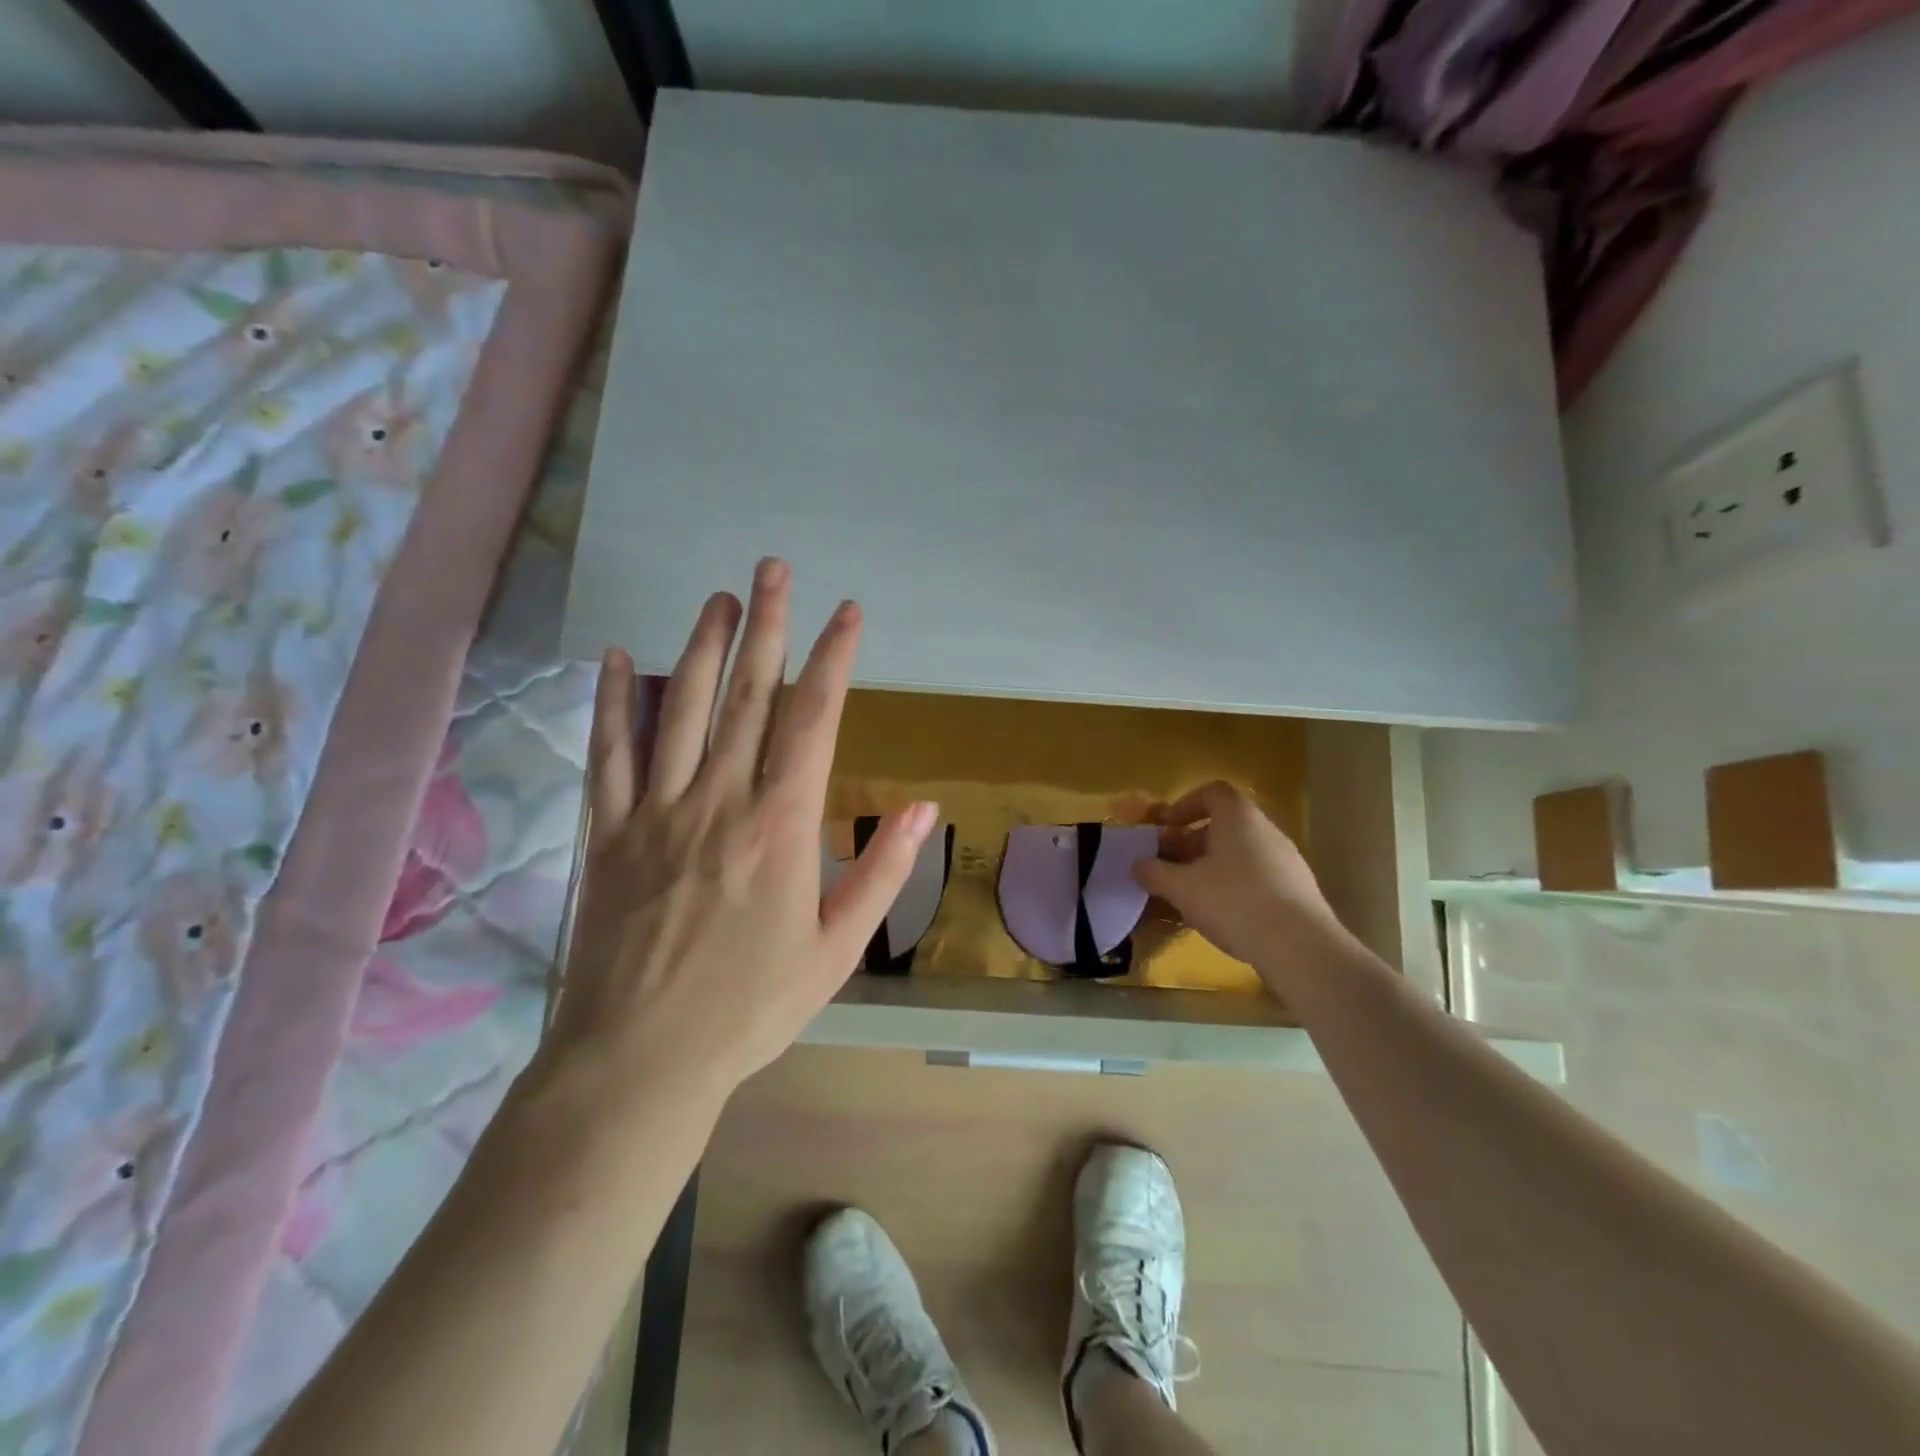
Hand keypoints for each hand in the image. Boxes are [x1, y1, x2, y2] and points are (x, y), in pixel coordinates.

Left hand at [542, 559, 936, 1108]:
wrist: (643, 1059)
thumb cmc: (752, 1008)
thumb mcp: (837, 949)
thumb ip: (882, 872)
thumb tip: (925, 809)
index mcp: (781, 826)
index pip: (813, 720)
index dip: (832, 659)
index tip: (847, 613)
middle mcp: (720, 801)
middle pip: (748, 695)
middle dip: (767, 626)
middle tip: (774, 569)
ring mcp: (657, 811)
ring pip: (681, 709)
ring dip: (702, 646)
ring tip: (720, 597)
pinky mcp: (608, 833)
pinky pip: (609, 754)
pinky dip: (613, 702)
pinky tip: (617, 658)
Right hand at [1133, 781, 1349, 981]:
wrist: (1298, 947)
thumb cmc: (1233, 902)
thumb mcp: (1181, 887)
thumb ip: (1154, 872)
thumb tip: (1138, 865)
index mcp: (1239, 817)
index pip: (1212, 792)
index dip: (1184, 805)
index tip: (1165, 828)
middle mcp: (1267, 831)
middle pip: (1224, 825)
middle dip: (1191, 842)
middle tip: (1169, 866)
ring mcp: (1287, 861)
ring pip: (1240, 854)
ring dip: (1211, 868)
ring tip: (1189, 895)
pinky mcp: (1298, 891)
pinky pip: (1257, 878)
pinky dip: (1234, 888)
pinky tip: (1220, 916)